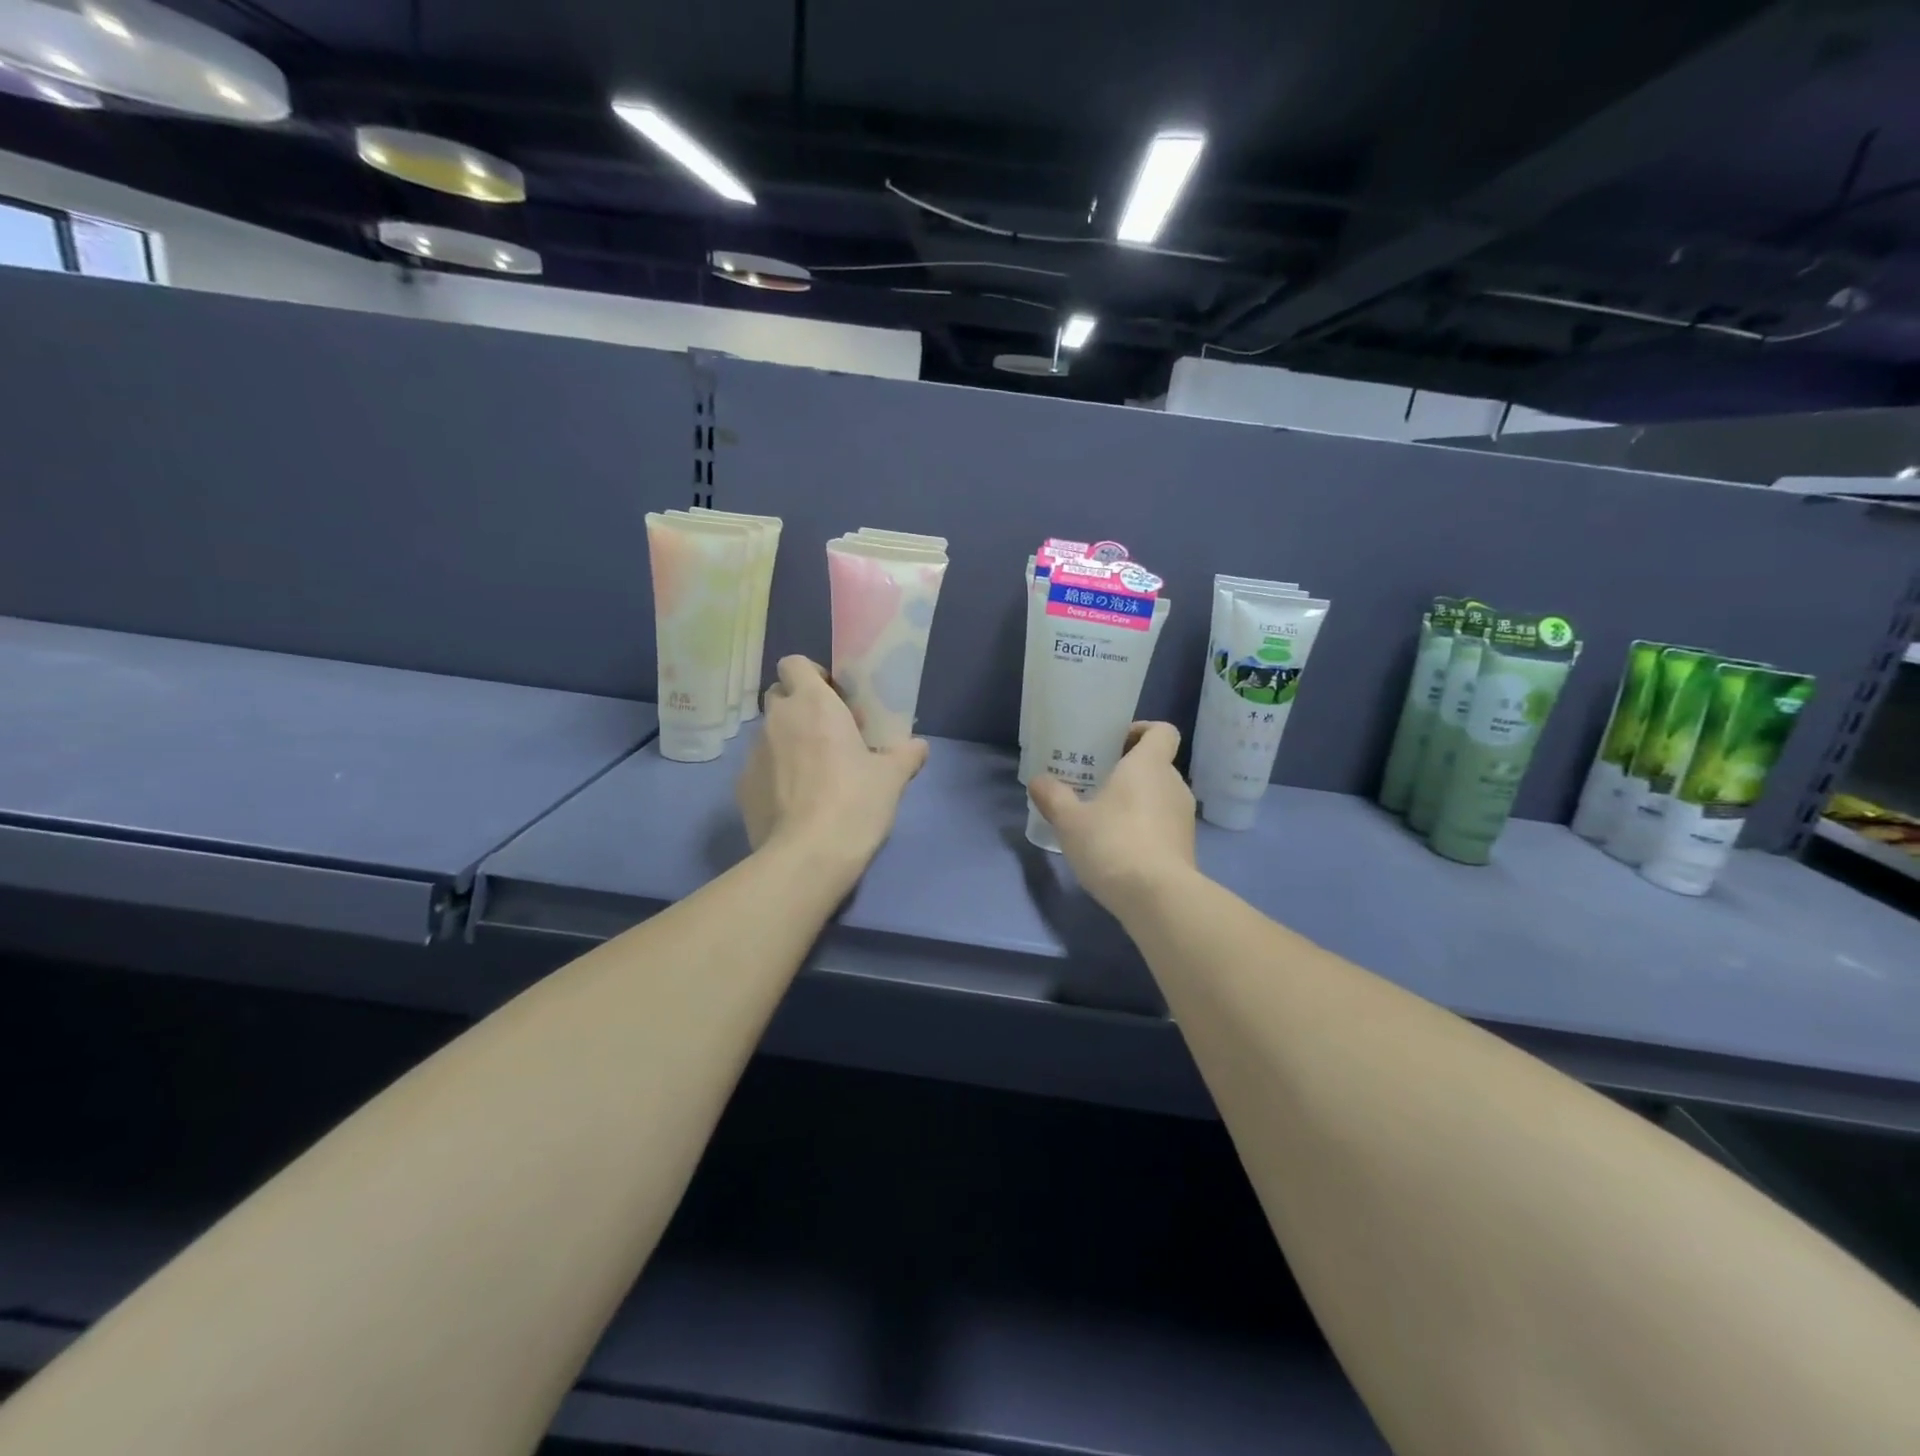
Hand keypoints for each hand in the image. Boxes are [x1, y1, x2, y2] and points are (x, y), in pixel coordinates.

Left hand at [737, 656, 928, 868]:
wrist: (807, 857)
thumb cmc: (854, 803)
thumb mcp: (892, 778)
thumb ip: (905, 755)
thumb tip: (918, 746)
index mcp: (812, 704)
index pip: (794, 663)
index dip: (812, 674)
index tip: (834, 698)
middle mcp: (776, 720)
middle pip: (779, 695)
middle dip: (799, 706)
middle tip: (828, 733)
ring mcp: (753, 753)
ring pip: (769, 733)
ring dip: (788, 741)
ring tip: (814, 773)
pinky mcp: (742, 787)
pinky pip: (760, 767)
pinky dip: (775, 774)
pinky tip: (796, 801)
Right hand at [1028, 721, 1196, 911]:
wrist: (1158, 897)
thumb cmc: (1112, 843)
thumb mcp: (1070, 821)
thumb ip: (1053, 797)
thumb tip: (1037, 781)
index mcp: (1149, 765)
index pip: (1162, 731)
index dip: (1142, 730)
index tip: (1116, 743)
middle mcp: (1173, 783)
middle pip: (1156, 764)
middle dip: (1129, 770)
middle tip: (1096, 783)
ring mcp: (1184, 817)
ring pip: (1159, 795)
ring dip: (1137, 800)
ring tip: (1104, 817)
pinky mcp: (1186, 846)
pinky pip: (1163, 823)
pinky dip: (1145, 827)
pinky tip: (1119, 846)